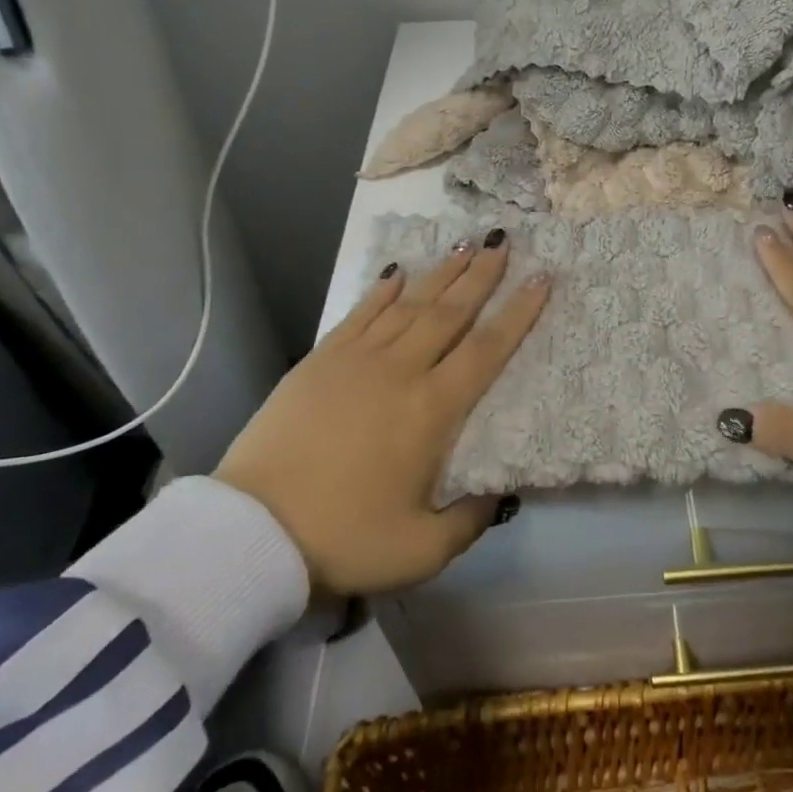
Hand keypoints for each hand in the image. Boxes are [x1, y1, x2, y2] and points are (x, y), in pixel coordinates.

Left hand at [216, 232, 548, 594]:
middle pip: (451, 312)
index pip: (486, 349)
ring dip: (442, 273)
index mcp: (432, 410)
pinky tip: (399, 273)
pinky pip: (361, 313)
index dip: (518, 313)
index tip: (541, 279)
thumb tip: (500, 496)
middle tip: (504, 241)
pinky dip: (383, 290)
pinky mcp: (321, 360)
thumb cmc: (343, 539)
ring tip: (466, 244)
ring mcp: (358, 359)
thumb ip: (469, 522)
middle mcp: (401, 371)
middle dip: (482, 275)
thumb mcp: (420, 550)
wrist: (251, 532)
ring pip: (410, 304)